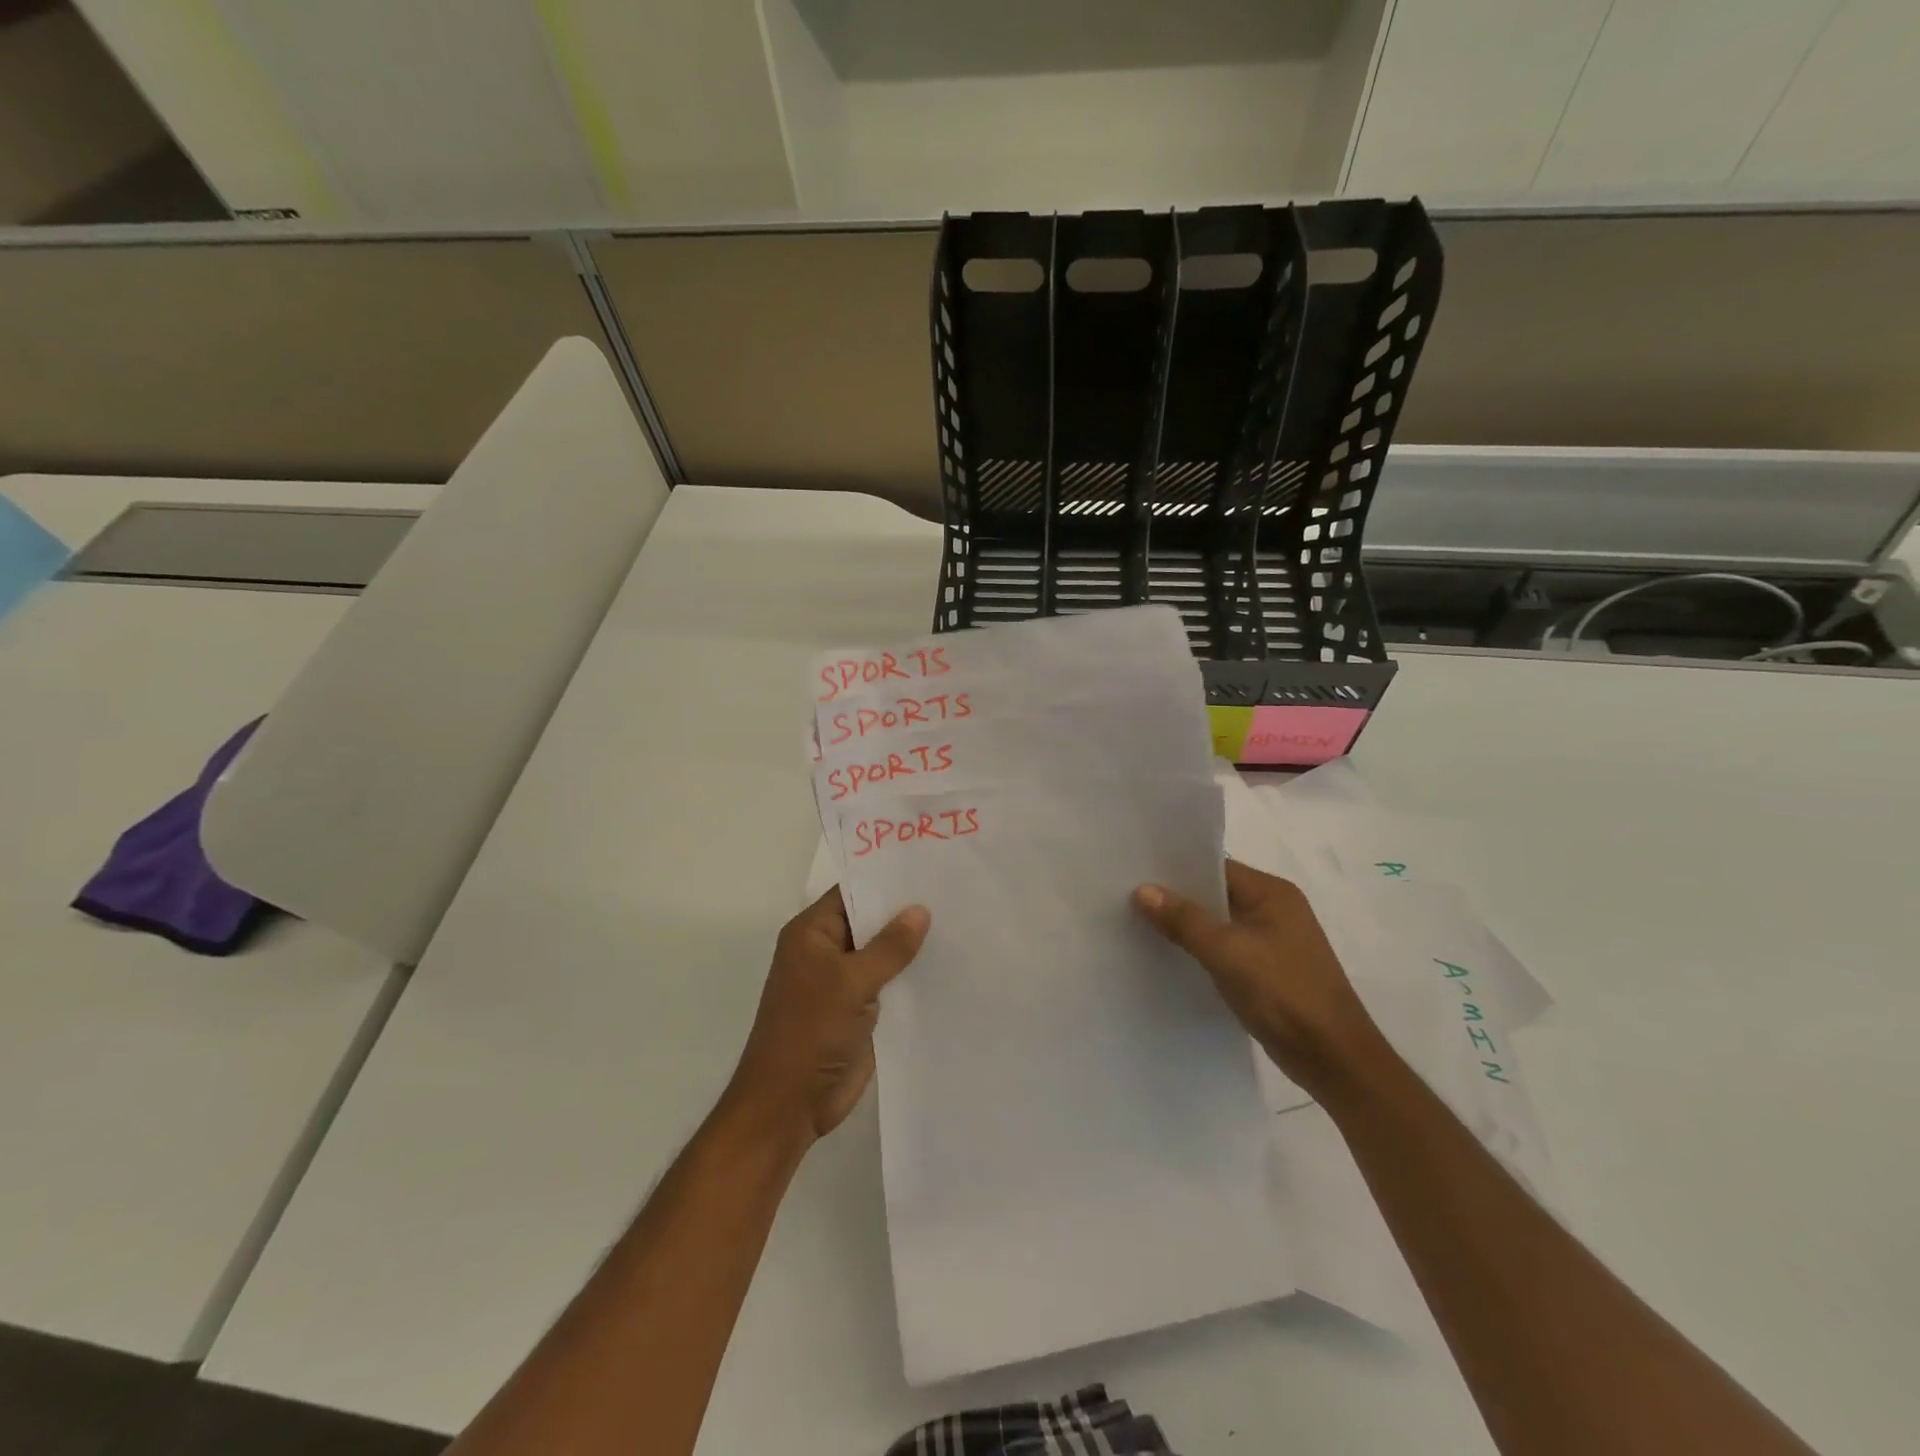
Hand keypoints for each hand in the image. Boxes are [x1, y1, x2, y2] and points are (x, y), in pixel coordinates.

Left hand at [725, 888, 929, 1145]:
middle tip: (954, 891)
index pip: (852, 892)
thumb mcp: (851, 982)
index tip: (928, 866)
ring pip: (883, 953)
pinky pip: (890, 983)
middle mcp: (826, 951)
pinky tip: (949, 964)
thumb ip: (889, 947)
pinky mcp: (859, 1010)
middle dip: (906, 911)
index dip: (886, 880)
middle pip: (870, 921)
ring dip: (912, 945)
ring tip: (961, 921)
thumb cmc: (810, 1032)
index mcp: (812, 933)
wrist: (789, 1105)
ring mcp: (843, 982)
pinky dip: (912, 976)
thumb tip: (920, 909)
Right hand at [1133, 859, 1383, 1098]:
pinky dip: (1199, 950)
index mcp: (1272, 893)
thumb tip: (1142, 889)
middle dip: (1175, 897)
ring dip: (1185, 926)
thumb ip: (1184, 919)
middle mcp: (1274, 910)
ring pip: (1217, 923)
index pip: (1216, 867)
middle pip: (1215, 893)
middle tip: (1127, 896)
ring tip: (1137, 924)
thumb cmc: (1284, 993)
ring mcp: (1272, 941)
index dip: (1176, 868)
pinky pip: (1224, 949)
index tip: (1134, 871)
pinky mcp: (1266, 970)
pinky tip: (1168, 957)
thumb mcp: (1227, 952)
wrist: (1333, 1058)